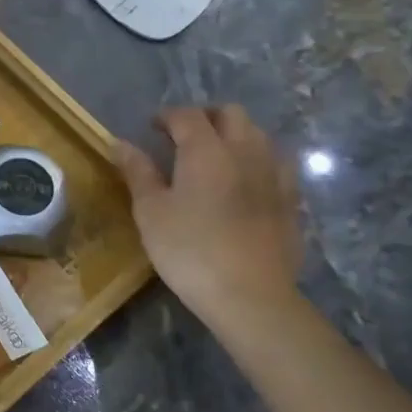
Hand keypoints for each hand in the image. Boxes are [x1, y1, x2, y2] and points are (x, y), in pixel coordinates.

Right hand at [114, 105, 302, 323]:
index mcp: (206, 150)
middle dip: (205, 117)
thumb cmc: (189, 249)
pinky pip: (276, 164)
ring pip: (258, 135)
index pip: (187, 115)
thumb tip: (120, 143)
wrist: (250, 296)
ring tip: (213, 157)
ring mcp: (275, 175)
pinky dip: (256, 160)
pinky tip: (243, 182)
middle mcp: (245, 152)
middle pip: (231, 114)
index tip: (151, 127)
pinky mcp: (291, 201)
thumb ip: (138, 171)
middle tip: (182, 136)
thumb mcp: (150, 211)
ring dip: (234, 135)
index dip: (167, 116)